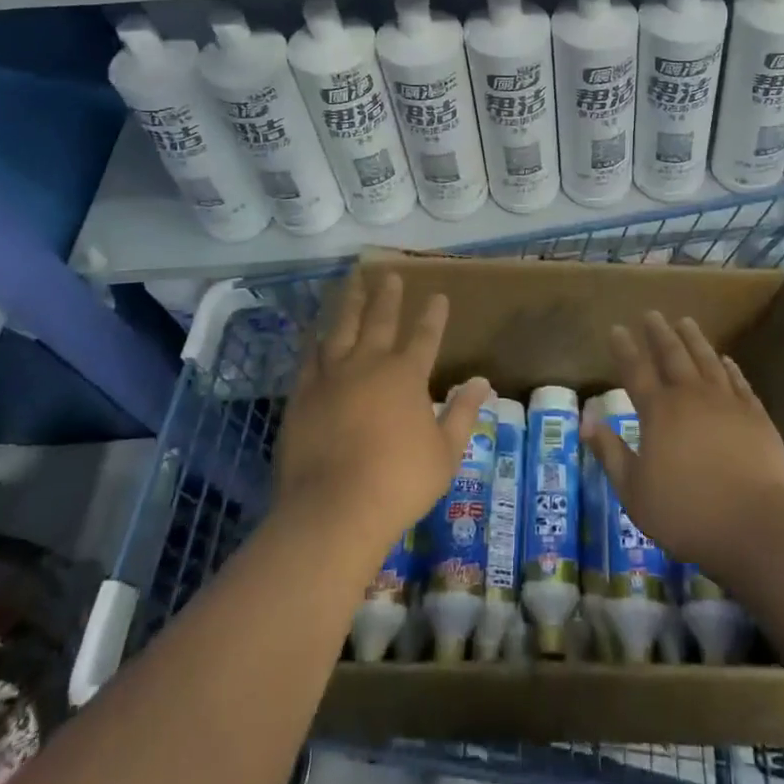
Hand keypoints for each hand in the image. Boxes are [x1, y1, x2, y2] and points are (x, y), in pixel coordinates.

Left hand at [273, 273, 492, 551]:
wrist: (333, 510)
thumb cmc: (398, 483)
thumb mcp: (445, 453)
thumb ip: (462, 413)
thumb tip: (481, 382)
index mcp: (406, 375)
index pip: (425, 335)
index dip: (433, 315)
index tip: (437, 295)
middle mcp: (369, 364)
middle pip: (380, 320)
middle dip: (387, 296)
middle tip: (389, 274)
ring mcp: (331, 377)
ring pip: (341, 328)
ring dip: (350, 303)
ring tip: (353, 282)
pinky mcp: (302, 395)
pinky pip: (309, 357)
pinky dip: (314, 340)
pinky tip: (315, 332)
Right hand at [585, 311, 783, 579]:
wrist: (755, 525)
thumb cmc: (686, 512)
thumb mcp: (634, 490)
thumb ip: (609, 451)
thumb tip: (586, 417)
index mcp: (658, 412)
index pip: (636, 371)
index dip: (624, 349)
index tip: (616, 328)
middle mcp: (691, 396)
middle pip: (673, 355)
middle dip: (659, 333)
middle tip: (652, 314)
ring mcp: (727, 402)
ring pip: (707, 360)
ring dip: (694, 339)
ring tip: (685, 321)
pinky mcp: (756, 416)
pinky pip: (739, 381)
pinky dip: (730, 367)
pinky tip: (726, 359)